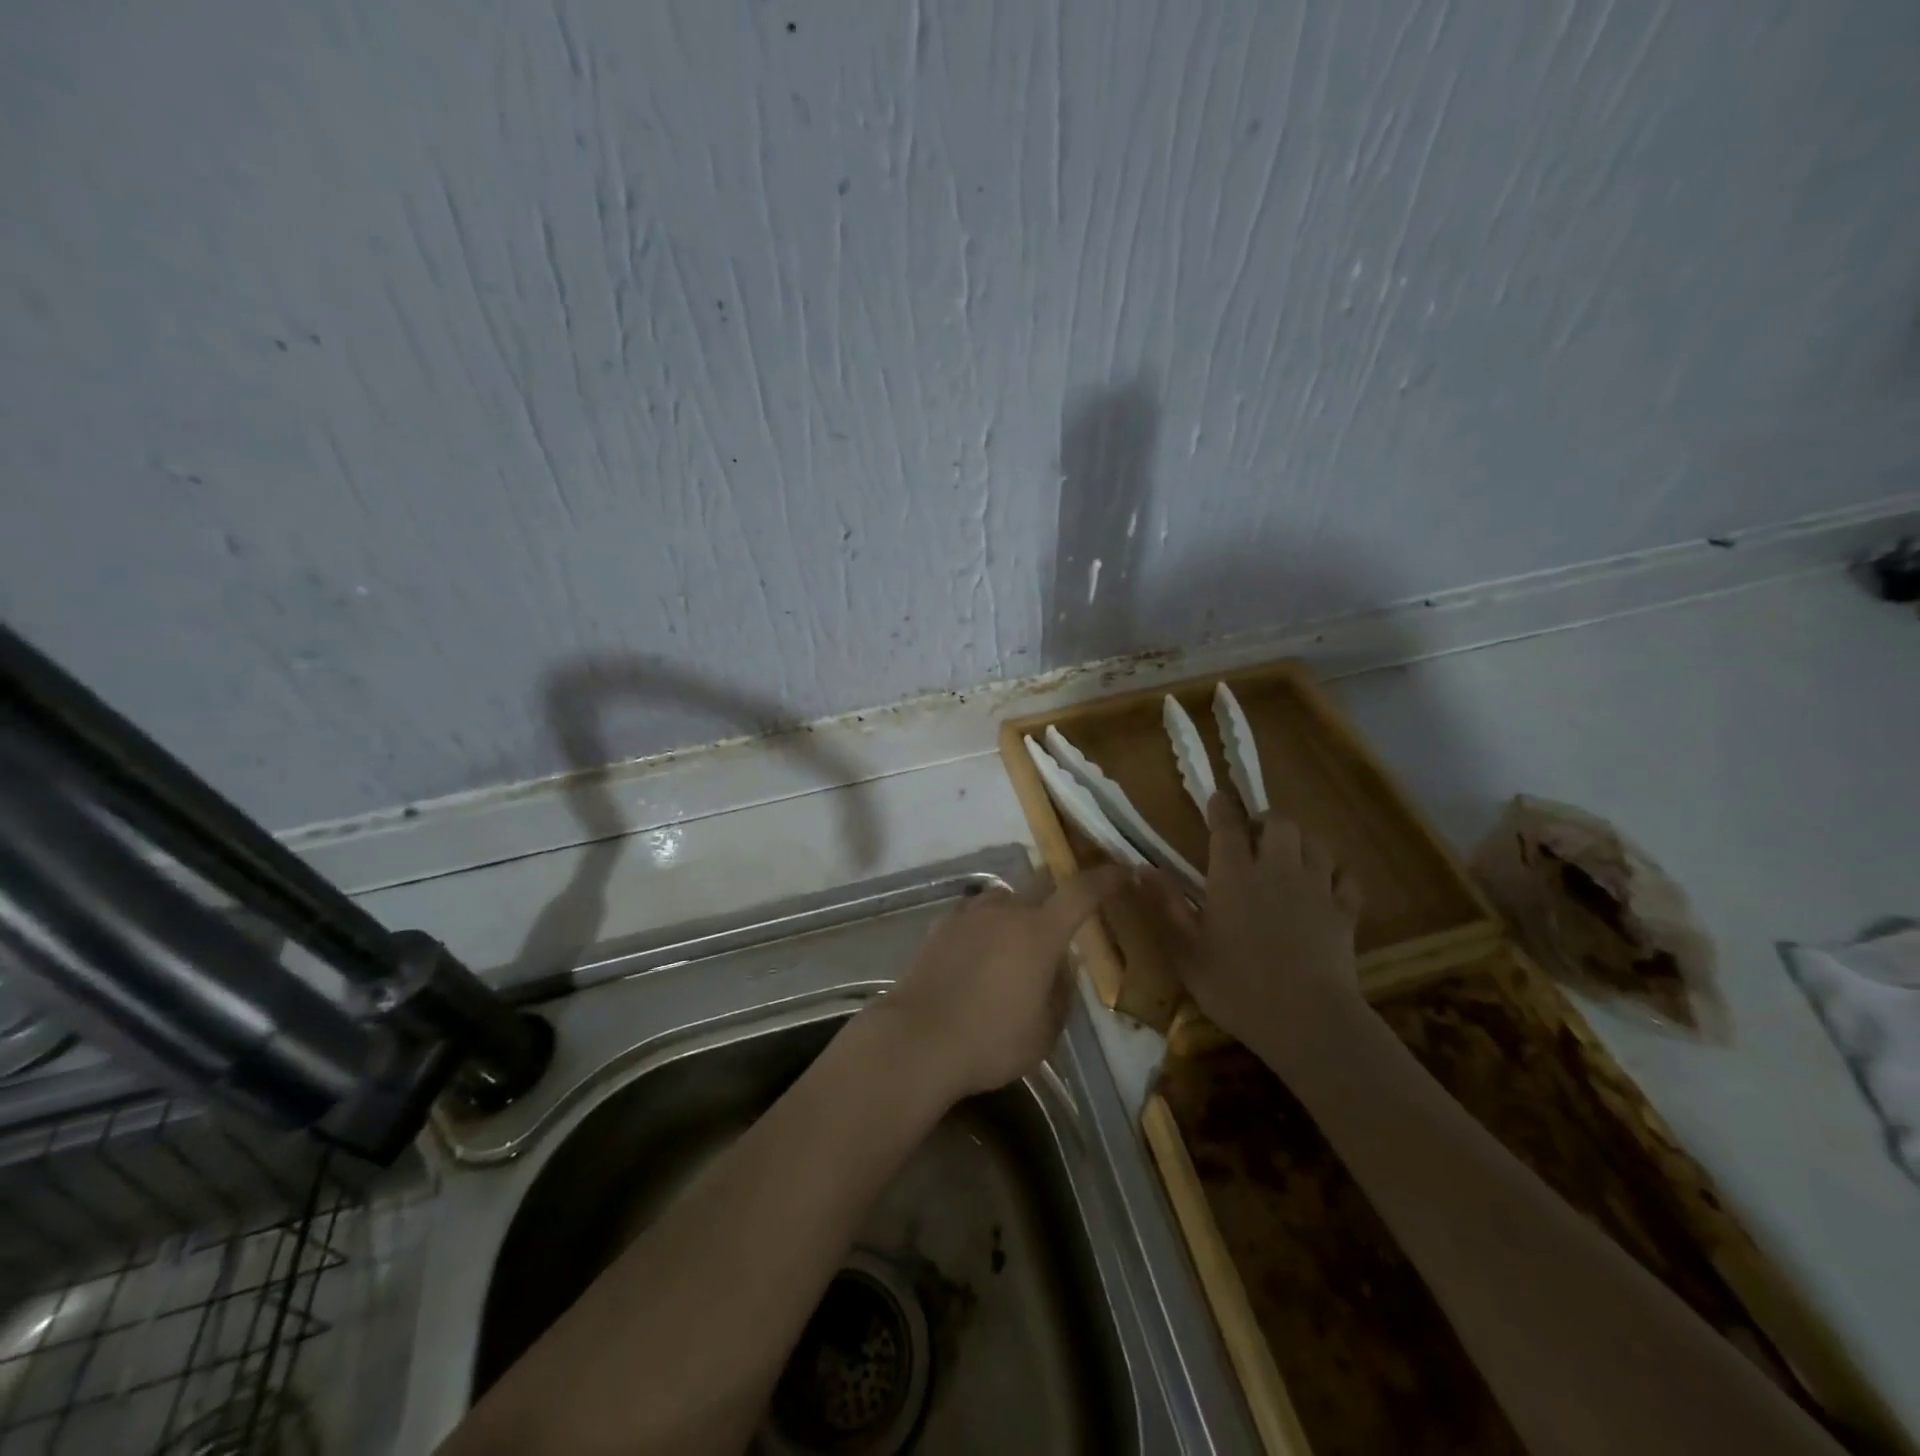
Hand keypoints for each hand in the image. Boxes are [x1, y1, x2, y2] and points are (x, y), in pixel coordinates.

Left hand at [879, 866, 1129, 1099]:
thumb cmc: (991, 1042)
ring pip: (1004, 899)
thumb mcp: (1045, 1032)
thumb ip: (1061, 991)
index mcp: (1040, 933)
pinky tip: (978, 954)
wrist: (918, 1040)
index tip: (1124, 872)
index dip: (1106, 879)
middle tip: (1065, 916)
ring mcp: (969, 915)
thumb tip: (1063, 965)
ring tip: (1015, 944)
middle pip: (1041, 885)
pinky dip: (984, 928)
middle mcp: (1006, 911)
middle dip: (1058, 894)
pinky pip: (973, 916)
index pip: (1081, 892)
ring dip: (1017, 912)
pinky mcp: (941, 927)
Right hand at [1167, 793, 1367, 1071]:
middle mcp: (1276, 870)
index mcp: (1233, 876)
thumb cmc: (1237, 986)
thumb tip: (1139, 868)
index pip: (1228, 826)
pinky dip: (1335, 874)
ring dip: (1301, 842)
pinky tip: (1325, 887)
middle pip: (1279, 824)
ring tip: (1288, 856)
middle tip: (1253, 836)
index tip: (1216, 798)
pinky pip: (1346, 878)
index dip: (1221, 808)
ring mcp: (1316, 889)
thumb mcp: (1186, 951)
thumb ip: (1165, 905)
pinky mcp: (1345, 912)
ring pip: (1316, 843)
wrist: (1308, 1021)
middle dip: (1266, 821)